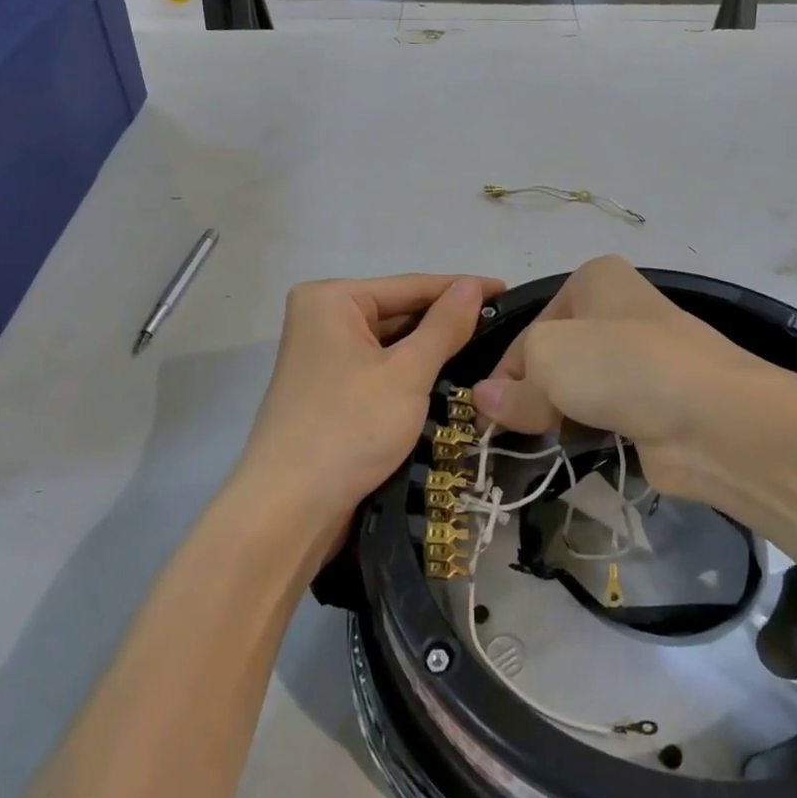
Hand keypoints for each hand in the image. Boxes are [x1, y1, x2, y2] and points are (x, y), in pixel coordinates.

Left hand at [238, 274, 504, 544]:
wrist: (288, 511)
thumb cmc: (349, 428)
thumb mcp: (407, 374)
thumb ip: (444, 326)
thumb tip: (472, 286)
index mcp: (331, 299)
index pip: (410, 286)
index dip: (462, 288)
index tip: (507, 290)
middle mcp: (322, 318)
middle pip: (398, 312)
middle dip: (446, 321)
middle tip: (504, 326)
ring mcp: (323, 356)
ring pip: (391, 343)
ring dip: (431, 349)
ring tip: (488, 348)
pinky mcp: (329, 390)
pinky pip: (380, 368)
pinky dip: (411, 372)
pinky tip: (448, 377)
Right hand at [470, 255, 773, 499]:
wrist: (713, 418)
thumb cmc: (620, 365)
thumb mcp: (548, 361)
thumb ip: (513, 386)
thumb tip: (485, 401)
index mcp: (594, 280)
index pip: (530, 328)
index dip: (505, 372)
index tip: (488, 414)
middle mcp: (618, 311)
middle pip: (553, 357)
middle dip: (532, 393)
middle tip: (513, 432)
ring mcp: (641, 359)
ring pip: (579, 387)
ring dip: (559, 414)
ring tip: (543, 443)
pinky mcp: (655, 403)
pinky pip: (606, 415)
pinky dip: (589, 431)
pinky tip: (577, 450)